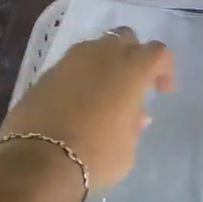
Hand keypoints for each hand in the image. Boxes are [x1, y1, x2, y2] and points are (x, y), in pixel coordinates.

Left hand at [0, 29, 175, 192]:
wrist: (38, 162)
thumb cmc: (95, 157)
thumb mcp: (128, 149)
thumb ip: (134, 126)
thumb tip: (135, 115)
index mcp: (131, 69)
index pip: (158, 52)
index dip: (164, 69)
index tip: (161, 91)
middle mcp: (102, 55)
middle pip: (125, 38)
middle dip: (133, 55)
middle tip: (132, 84)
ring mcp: (70, 61)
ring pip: (95, 47)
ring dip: (105, 63)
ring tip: (104, 92)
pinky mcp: (46, 73)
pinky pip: (72, 65)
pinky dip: (80, 76)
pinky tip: (78, 101)